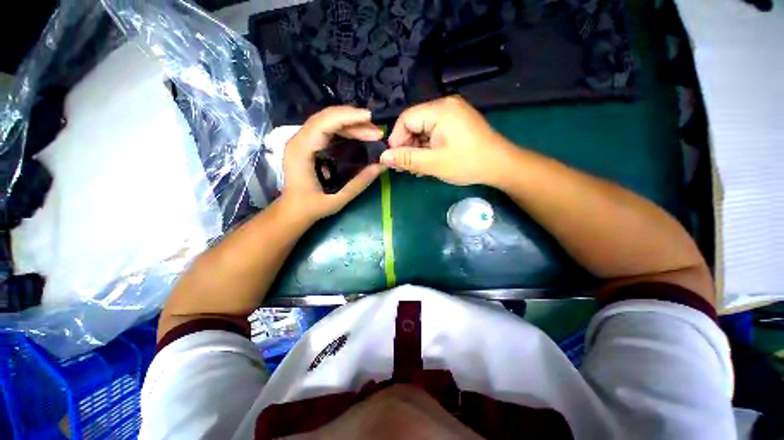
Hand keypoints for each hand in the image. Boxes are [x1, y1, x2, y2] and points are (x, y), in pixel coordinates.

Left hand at [281, 106, 385, 222]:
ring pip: (327, 121)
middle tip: (377, 132)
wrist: (293, 210)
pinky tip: (358, 134)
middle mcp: (298, 140)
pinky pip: (326, 128)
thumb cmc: (312, 206)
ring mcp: (301, 139)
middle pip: (326, 118)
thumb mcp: (338, 198)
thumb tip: (382, 165)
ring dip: (351, 124)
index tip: (370, 118)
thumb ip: (360, 182)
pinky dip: (344, 128)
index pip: (323, 123)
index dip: (347, 117)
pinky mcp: (307, 143)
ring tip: (371, 133)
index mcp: (301, 151)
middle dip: (354, 121)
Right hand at [381, 96, 511, 185]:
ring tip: (417, 167)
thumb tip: (383, 157)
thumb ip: (407, 159)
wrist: (500, 166)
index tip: (396, 159)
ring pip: (423, 129)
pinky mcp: (456, 122)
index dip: (397, 139)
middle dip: (407, 146)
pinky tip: (428, 161)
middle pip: (414, 123)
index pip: (406, 119)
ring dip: (417, 148)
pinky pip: (434, 131)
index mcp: (440, 110)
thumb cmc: (468, 163)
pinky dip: (428, 146)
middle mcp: (445, 105)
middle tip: (407, 167)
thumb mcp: (434, 163)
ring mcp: (452, 113)